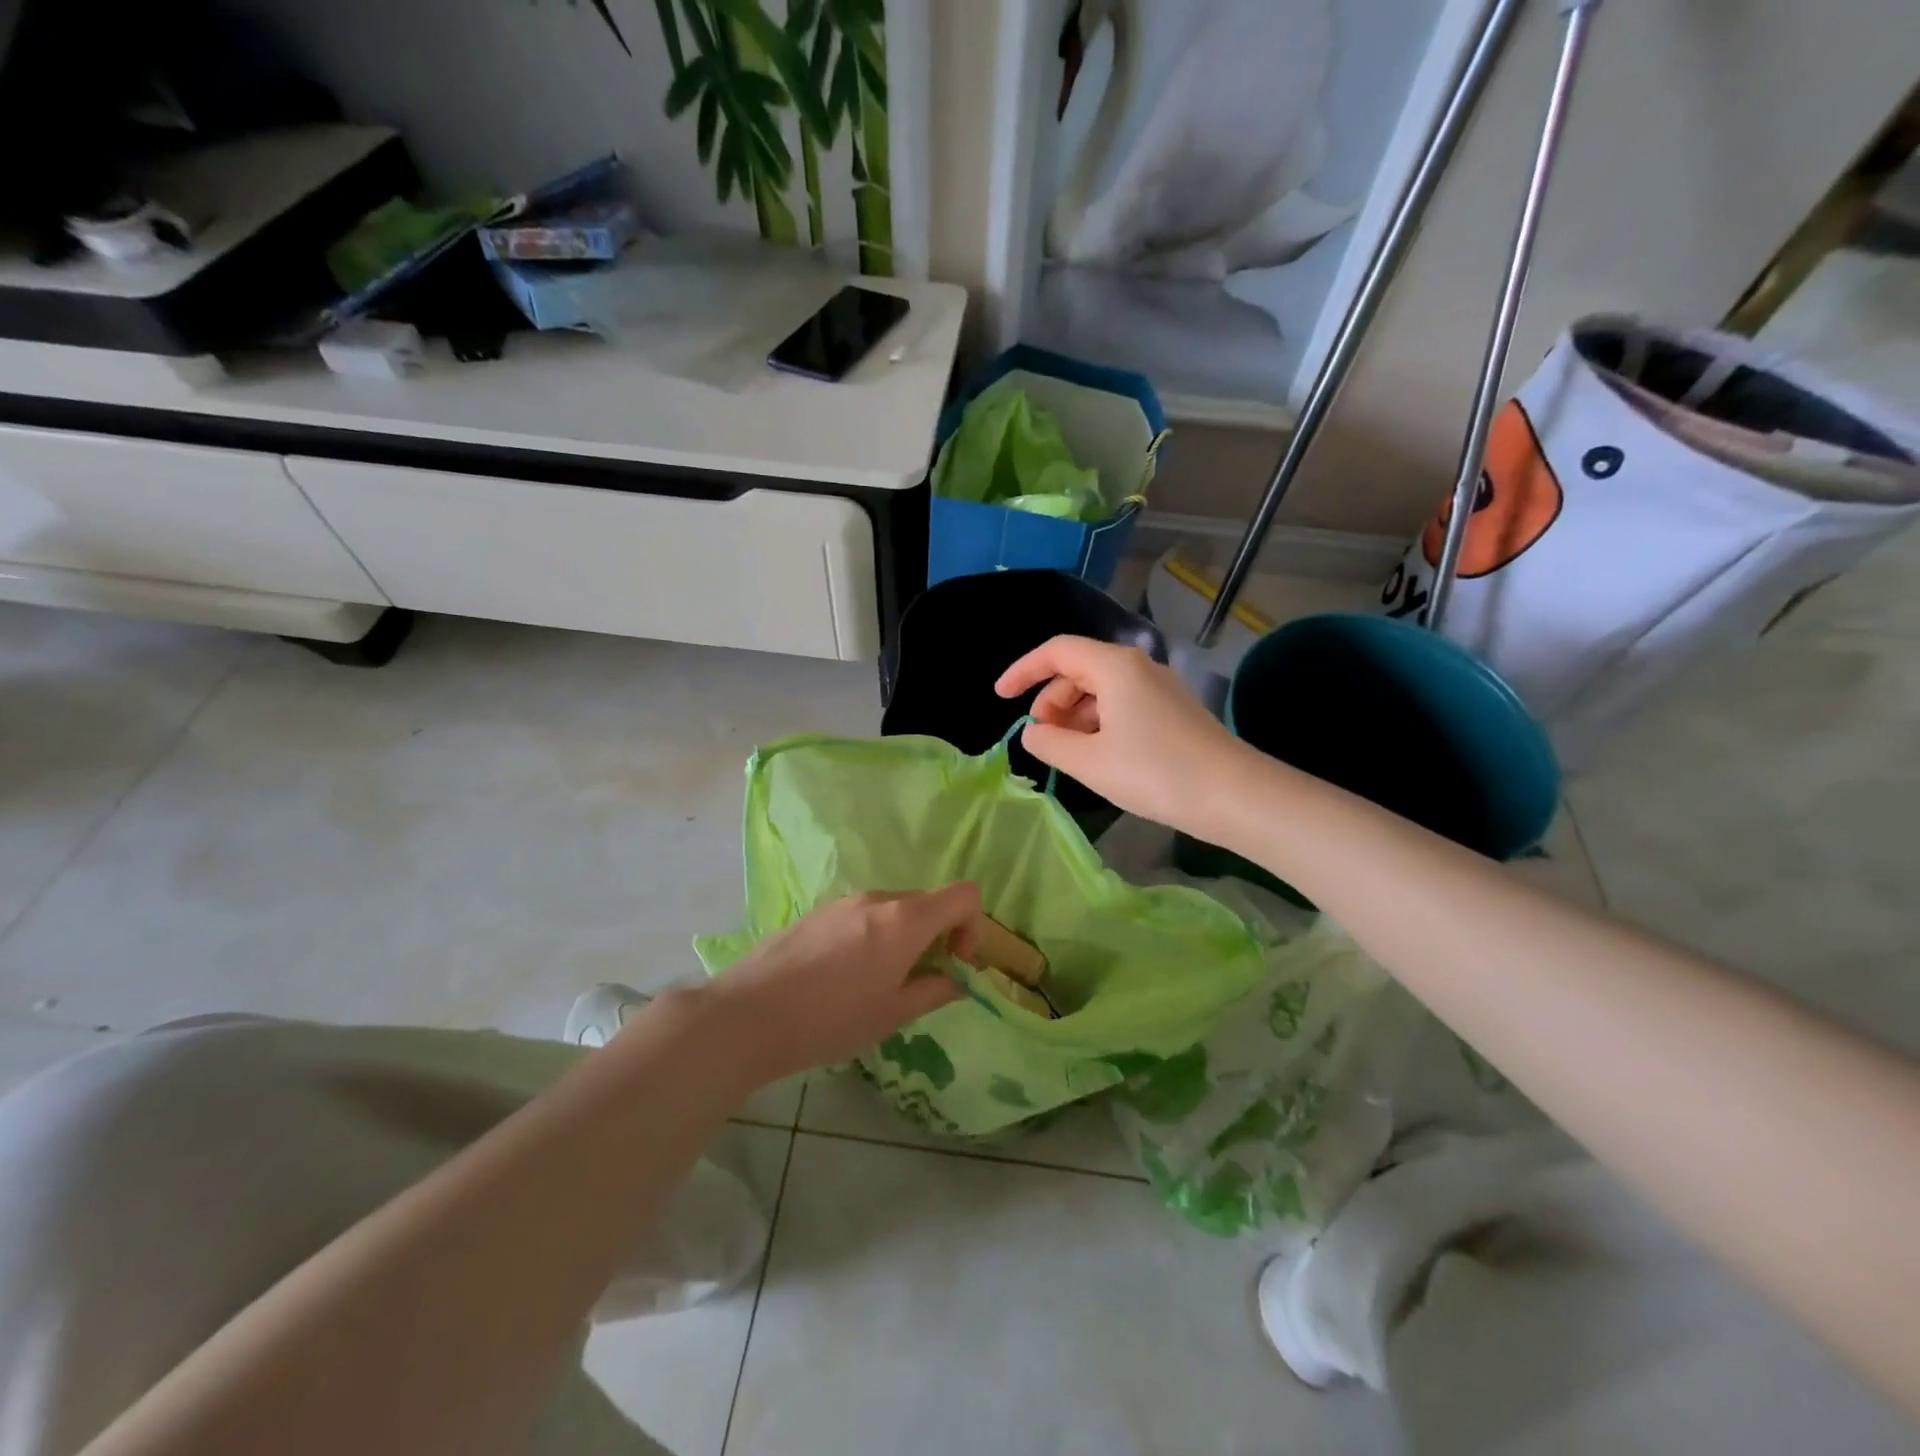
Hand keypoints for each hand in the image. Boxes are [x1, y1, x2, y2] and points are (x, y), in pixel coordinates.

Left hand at [710, 885, 980, 1083]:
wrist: (749, 1013)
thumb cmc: (831, 1018)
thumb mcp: (892, 1014)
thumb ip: (934, 991)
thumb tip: (955, 982)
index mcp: (905, 919)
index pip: (965, 894)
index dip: (973, 925)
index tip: (956, 961)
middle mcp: (879, 898)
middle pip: (929, 901)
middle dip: (939, 934)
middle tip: (923, 978)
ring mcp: (846, 901)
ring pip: (895, 908)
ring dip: (905, 936)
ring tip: (881, 981)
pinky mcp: (819, 911)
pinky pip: (864, 914)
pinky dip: (875, 935)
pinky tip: (847, 974)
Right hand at [995, 635, 1259, 836]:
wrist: (1234, 795)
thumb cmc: (1155, 773)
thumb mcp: (1089, 762)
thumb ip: (1049, 743)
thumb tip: (1033, 732)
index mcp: (1114, 666)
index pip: (1056, 651)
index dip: (1022, 671)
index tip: (1000, 698)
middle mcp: (1137, 667)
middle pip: (1078, 669)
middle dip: (1050, 699)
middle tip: (1043, 738)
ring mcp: (1158, 688)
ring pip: (1100, 689)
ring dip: (1075, 715)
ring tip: (1070, 753)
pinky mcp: (1171, 710)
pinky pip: (1122, 705)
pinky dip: (1099, 723)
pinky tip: (1100, 756)